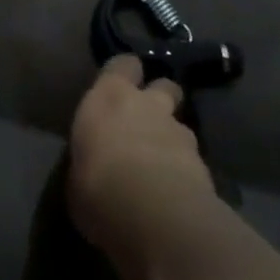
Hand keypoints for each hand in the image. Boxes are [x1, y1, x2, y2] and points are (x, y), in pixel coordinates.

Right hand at [67, 55, 216, 263]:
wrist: (154, 215)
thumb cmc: (98, 186)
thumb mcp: (76, 175)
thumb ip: (89, 159)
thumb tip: (92, 167)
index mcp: (109, 96)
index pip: (123, 64)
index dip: (124, 73)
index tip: (119, 87)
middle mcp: (147, 104)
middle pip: (163, 85)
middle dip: (160, 98)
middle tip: (147, 121)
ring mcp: (179, 132)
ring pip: (181, 125)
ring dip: (173, 139)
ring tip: (162, 166)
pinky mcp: (203, 164)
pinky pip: (193, 160)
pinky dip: (186, 172)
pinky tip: (176, 194)